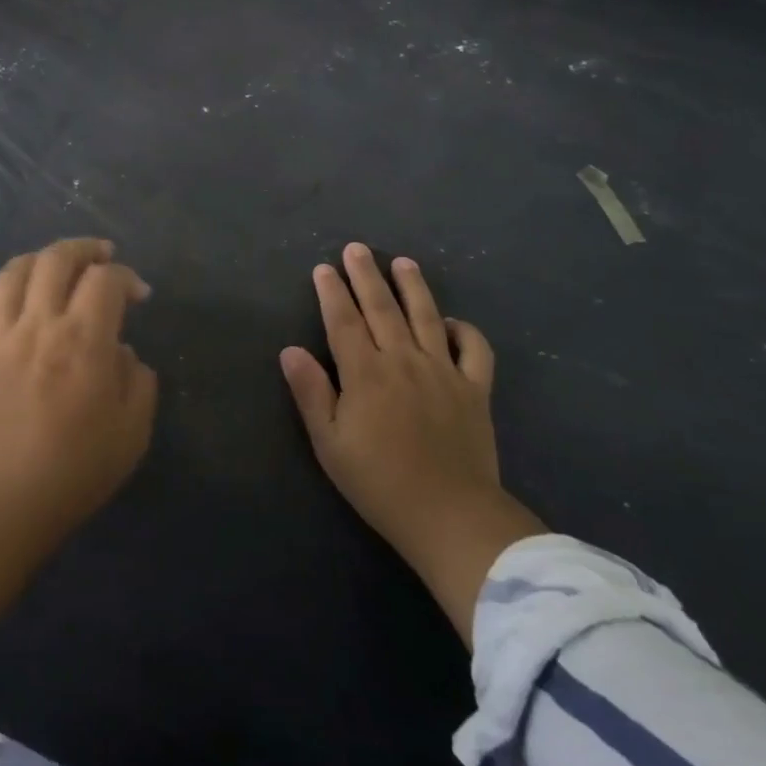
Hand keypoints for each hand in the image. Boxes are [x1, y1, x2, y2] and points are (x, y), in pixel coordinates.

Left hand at [0, 238, 157, 544]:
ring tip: (55, 268)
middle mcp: (39, 325)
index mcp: (83, 339)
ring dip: (38, 260)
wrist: (3, 502)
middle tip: (101, 257)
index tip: (139, 296)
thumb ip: (137, 380)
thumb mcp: (132, 430)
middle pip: (55, 259)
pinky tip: (9, 302)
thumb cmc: (76, 468)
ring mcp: (0, 339)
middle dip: (83, 249)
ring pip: (12, 273)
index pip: (105, 279)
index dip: (127, 277)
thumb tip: (120, 353)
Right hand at [280, 243, 545, 640]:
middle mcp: (404, 360)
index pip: (343, 320)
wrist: (450, 516)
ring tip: (402, 262)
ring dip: (412, 285)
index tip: (323, 268)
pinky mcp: (475, 388)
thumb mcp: (330, 444)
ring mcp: (443, 371)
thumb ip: (311, 392)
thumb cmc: (380, 483)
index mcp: (365, 373)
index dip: (332, 292)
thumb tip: (290, 349)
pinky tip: (450, 321)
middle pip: (381, 307)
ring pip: (426, 315)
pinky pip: (474, 348)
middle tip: (356, 248)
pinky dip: (464, 329)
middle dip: (365, 275)